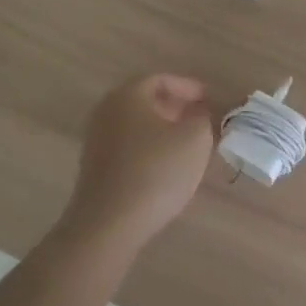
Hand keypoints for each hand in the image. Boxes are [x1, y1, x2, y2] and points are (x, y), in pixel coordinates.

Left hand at [61, 74, 216, 251]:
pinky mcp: (95, 168)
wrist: (108, 225)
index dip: (189, 88)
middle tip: (201, 120)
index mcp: (128, 95)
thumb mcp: (195, 139)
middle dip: (177, 108)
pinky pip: (129, 147)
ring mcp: (96, 141)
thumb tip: (199, 115)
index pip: (161, 79)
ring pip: (138, 126)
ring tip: (189, 145)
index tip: (210, 100)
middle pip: (146, 101)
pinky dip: (150, 149)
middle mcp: (106, 111)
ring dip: (164, 130)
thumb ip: (203, 119)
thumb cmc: (156, 172)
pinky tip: (167, 167)